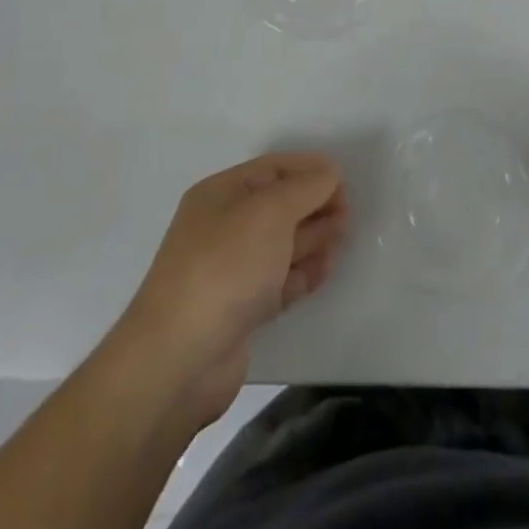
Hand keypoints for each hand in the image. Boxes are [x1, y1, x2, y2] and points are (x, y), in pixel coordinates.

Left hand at [117, 153, 346, 427]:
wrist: (180, 359)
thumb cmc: (226, 267)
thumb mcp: (270, 212)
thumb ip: (305, 188)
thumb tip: (329, 174)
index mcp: (221, 194)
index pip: (272, 169)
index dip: (308, 169)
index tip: (344, 180)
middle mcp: (223, 227)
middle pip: (277, 205)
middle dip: (313, 204)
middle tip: (349, 211)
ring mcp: (230, 271)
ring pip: (280, 244)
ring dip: (312, 237)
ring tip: (343, 235)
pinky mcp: (239, 311)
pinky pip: (278, 281)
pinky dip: (302, 273)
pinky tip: (326, 269)